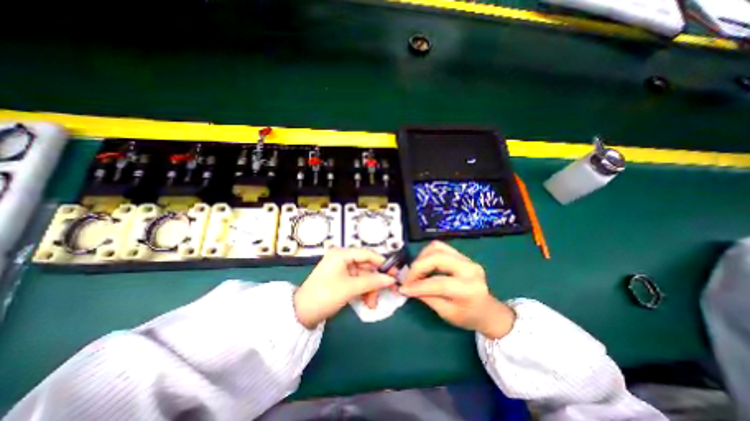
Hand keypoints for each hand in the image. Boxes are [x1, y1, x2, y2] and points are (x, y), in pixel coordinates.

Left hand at [293, 249, 398, 329]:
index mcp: (342, 254)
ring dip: (370, 289)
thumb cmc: (325, 295)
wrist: (301, 314)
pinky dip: (363, 291)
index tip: (394, 273)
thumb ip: (372, 282)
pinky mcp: (341, 279)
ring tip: (372, 304)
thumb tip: (391, 279)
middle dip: (376, 281)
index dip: (382, 263)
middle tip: (389, 291)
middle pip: (366, 266)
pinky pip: (357, 282)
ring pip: (363, 276)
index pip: (367, 254)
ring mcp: (341, 269)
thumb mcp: (350, 288)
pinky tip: (367, 303)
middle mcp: (342, 258)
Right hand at [398, 242, 515, 336]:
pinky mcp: (461, 255)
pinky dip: (427, 254)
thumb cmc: (469, 316)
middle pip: (437, 257)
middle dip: (418, 267)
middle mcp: (469, 268)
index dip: (418, 285)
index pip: (439, 283)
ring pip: (436, 248)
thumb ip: (427, 298)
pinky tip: (424, 265)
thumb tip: (408, 287)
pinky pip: (439, 247)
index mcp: (470, 289)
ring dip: (421, 258)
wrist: (488, 310)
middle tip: (409, 278)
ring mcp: (466, 258)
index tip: (404, 288)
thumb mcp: (447, 313)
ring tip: (416, 272)